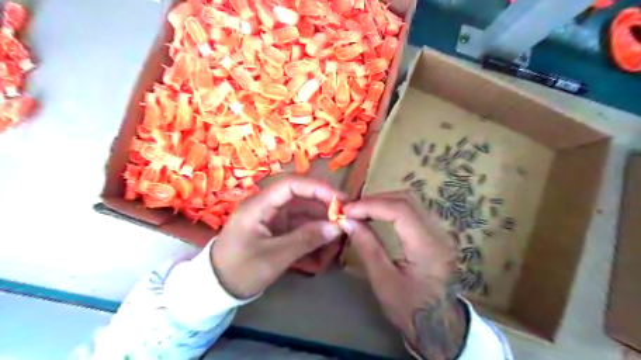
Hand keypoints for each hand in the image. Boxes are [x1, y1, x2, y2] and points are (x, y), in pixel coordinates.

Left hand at [213, 176, 343, 297]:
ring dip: (320, 219)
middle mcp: (266, 205)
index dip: (317, 188)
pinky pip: (299, 224)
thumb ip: (306, 239)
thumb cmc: (240, 270)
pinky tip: (326, 240)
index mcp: (259, 205)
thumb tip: (337, 227)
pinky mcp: (276, 228)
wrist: (217, 288)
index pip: (291, 185)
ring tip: (339, 231)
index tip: (340, 199)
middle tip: (346, 216)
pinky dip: (313, 231)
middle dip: (323, 204)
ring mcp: (271, 216)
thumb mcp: (274, 257)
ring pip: (302, 210)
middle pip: (299, 196)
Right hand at [343, 192, 469, 359]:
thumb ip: (367, 247)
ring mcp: (441, 231)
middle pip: (408, 199)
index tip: (347, 210)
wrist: (439, 324)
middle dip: (376, 200)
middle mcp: (440, 233)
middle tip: (352, 209)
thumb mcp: (383, 281)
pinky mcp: (437, 232)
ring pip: (411, 200)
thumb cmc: (410, 308)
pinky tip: (378, 214)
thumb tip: (347, 220)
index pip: (401, 210)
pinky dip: (392, 207)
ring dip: (384, 201)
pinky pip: (414, 209)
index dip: (372, 205)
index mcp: (429, 247)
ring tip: (362, 210)